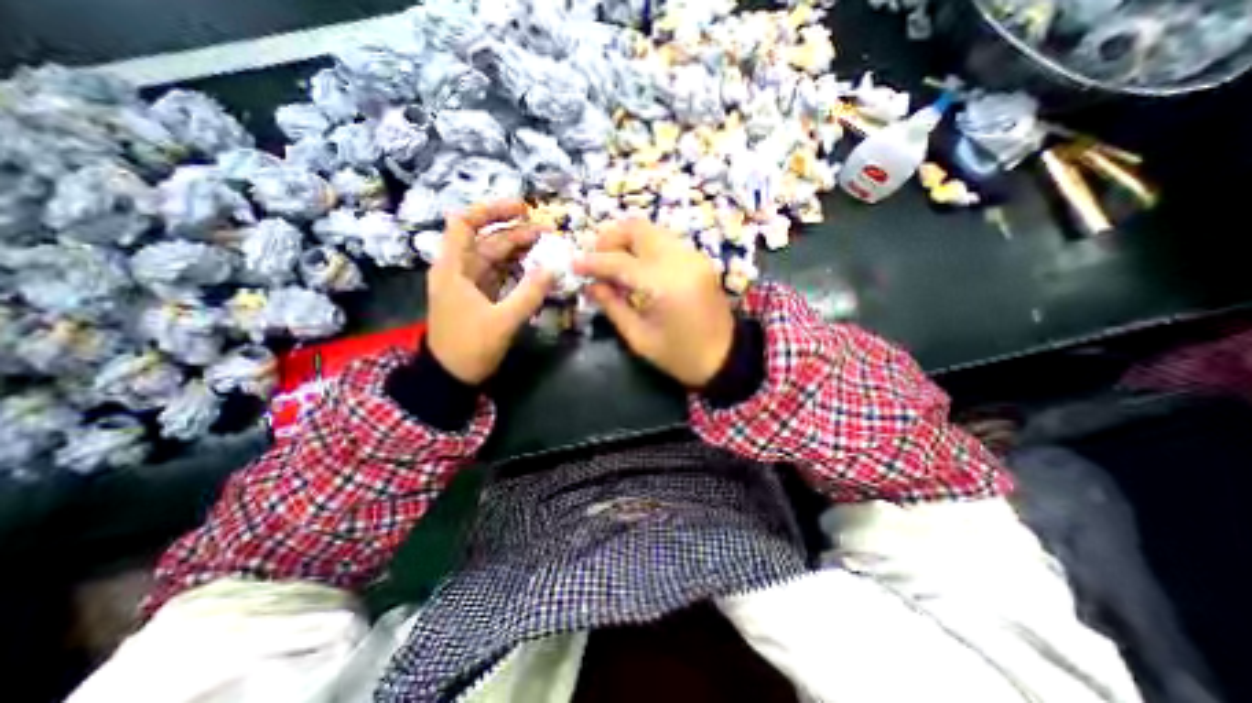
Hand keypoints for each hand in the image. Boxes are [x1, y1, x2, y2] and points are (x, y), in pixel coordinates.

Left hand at [425, 199, 550, 384]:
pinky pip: (500, 275)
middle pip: (487, 240)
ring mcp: (470, 285)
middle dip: (516, 233)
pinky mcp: (480, 298)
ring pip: (496, 258)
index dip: (491, 210)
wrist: (451, 377)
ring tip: (547, 247)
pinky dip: (518, 269)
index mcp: (453, 269)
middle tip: (548, 232)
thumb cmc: (469, 348)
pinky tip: (536, 268)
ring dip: (520, 251)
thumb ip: (529, 294)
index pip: (465, 223)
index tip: (521, 208)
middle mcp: (459, 271)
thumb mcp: (502, 322)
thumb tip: (554, 268)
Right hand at [575, 220, 734, 386]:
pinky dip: (645, 247)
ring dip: (627, 240)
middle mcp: (682, 261)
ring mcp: (694, 257)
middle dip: (610, 239)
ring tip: (612, 263)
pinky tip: (636, 267)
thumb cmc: (680, 357)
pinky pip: (665, 241)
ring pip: (652, 231)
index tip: (573, 264)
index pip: (620, 262)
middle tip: (595, 259)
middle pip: (638, 229)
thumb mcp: (639, 338)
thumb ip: (613, 306)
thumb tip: (592, 284)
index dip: (593, 262)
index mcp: (666, 286)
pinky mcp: (699, 259)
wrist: (725, 358)